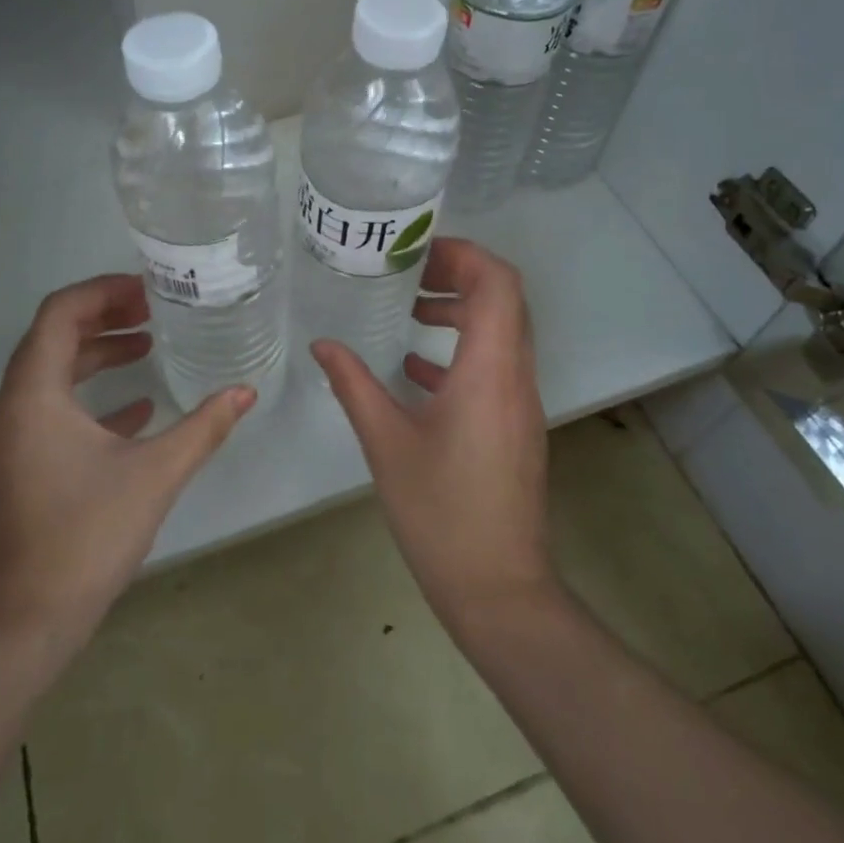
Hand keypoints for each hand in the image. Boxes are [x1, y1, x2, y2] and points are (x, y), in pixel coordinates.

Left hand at [0, 274, 254, 654]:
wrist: (23, 625)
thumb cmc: (85, 537)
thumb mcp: (154, 474)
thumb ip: (203, 427)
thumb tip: (246, 390)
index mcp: (34, 394)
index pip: (60, 313)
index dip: (103, 291)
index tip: (148, 289)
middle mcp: (13, 406)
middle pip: (54, 337)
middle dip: (104, 317)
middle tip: (153, 311)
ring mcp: (12, 439)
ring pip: (53, 374)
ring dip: (97, 355)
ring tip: (147, 347)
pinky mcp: (20, 467)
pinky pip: (54, 411)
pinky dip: (91, 397)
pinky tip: (138, 409)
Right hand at [311, 239, 556, 633]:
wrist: (499, 589)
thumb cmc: (441, 512)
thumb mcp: (386, 443)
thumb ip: (354, 385)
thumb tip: (323, 344)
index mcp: (490, 370)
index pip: (499, 283)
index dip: (463, 254)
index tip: (417, 253)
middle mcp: (515, 376)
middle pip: (504, 298)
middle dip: (459, 275)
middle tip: (407, 274)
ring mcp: (520, 402)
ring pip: (502, 331)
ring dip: (461, 311)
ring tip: (409, 311)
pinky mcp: (514, 425)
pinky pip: (495, 365)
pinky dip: (462, 350)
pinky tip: (415, 369)